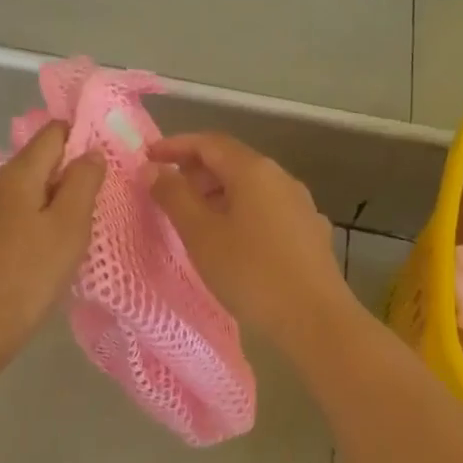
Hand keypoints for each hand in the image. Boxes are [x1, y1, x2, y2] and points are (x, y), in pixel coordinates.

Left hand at [0, 122, 104, 367]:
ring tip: (89, 219)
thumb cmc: (29, 272)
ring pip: (32, 191)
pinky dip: (44, 220)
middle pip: (41, 161)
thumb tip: (90, 152)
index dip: (82, 135)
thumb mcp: (68, 225)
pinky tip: (59, 244)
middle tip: (108, 192)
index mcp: (18, 174)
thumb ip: (83, 183)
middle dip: (74, 170)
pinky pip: (22, 215)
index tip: (112, 155)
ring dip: (61, 198)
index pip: (53, 132)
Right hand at [148, 133, 356, 343]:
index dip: (176, 146)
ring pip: (252, 188)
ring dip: (219, 193)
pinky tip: (233, 240)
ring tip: (194, 218)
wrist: (314, 319)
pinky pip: (267, 210)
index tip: (148, 157)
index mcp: (254, 171)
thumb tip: (154, 169)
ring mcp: (301, 205)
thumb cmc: (250, 272)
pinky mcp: (310, 233)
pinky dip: (241, 213)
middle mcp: (281, 179)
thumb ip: (174, 196)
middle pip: (233, 162)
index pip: (209, 143)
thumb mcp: (200, 234)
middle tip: (167, 192)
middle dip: (197, 171)